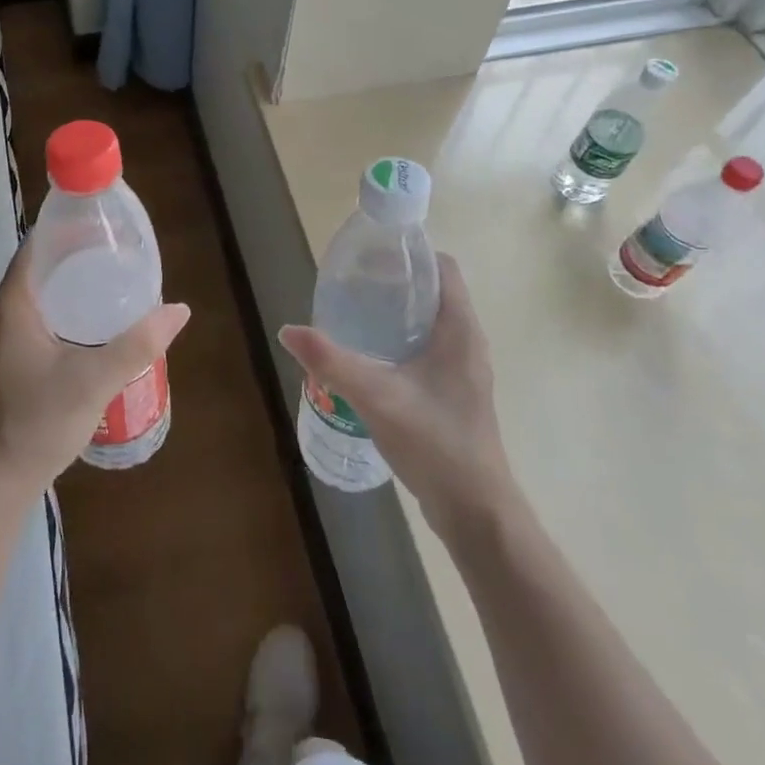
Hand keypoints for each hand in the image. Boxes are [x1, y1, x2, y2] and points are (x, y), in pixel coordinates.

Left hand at [0, 240, 190, 501]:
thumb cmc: (37, 422)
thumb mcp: (94, 380)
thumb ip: (137, 344)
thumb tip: (178, 309)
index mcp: (14, 304)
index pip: (38, 245)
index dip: (69, 227)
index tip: (107, 223)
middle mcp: (6, 314)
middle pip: (44, 267)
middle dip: (80, 254)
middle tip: (122, 251)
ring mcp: (8, 339)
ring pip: (45, 295)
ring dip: (76, 283)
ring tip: (118, 280)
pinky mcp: (16, 360)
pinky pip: (45, 317)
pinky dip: (71, 308)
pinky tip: (100, 323)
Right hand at [279, 254, 511, 531]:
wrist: (475, 511)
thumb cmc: (435, 442)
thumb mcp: (376, 397)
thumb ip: (331, 362)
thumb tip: (288, 330)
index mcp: (460, 330)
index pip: (443, 268)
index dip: (410, 254)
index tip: (371, 257)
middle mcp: (467, 343)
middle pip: (433, 293)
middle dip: (394, 284)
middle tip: (352, 286)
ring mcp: (463, 371)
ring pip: (430, 324)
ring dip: (396, 315)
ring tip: (353, 317)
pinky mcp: (454, 394)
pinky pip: (428, 351)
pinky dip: (400, 343)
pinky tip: (369, 360)